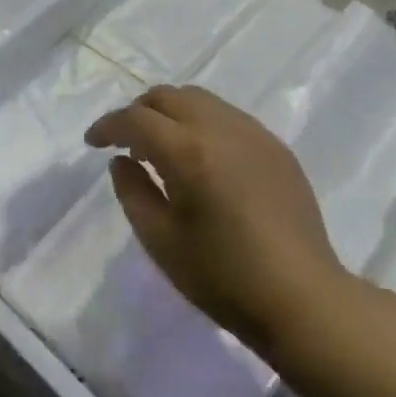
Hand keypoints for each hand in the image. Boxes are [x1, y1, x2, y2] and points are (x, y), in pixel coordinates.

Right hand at [85, 85, 350, 354]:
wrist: (303, 300)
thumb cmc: (223, 277)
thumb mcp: (160, 241)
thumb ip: (133, 192)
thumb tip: (122, 162)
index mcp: (188, 151)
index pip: (136, 119)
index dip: (108, 126)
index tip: (92, 143)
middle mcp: (221, 129)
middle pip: (168, 96)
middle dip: (138, 112)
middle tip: (125, 142)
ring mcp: (254, 134)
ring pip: (200, 99)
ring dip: (171, 113)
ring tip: (162, 148)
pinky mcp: (276, 148)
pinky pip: (228, 117)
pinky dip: (202, 123)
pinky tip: (202, 159)